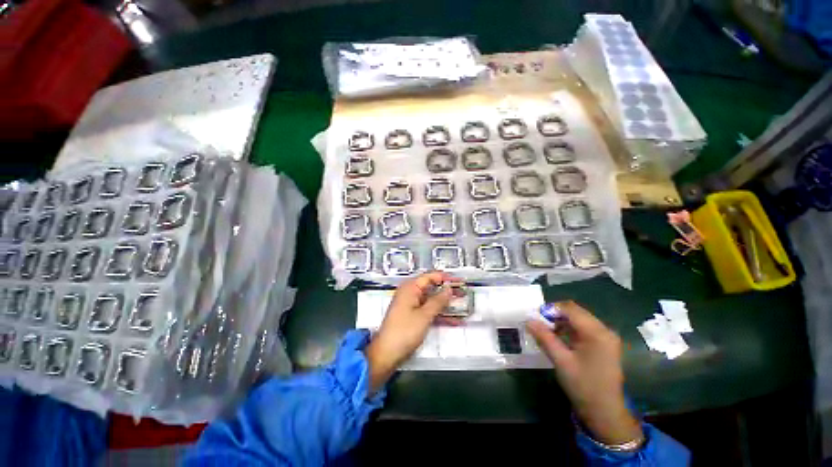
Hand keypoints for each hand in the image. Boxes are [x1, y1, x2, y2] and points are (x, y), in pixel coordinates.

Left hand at [365, 272, 457, 392]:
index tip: (459, 281)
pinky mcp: (412, 316)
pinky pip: (429, 311)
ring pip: (432, 301)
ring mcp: (411, 305)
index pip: (430, 277)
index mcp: (410, 288)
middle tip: (463, 293)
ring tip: (463, 306)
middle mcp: (410, 293)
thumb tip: (449, 289)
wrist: (387, 354)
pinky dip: (440, 315)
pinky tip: (455, 321)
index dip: (446, 278)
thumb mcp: (424, 315)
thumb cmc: (404, 331)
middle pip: (432, 288)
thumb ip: (438, 301)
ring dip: (446, 305)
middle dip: (447, 292)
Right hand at [526, 301, 642, 445]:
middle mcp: (604, 330)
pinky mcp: (603, 344)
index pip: (570, 309)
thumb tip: (528, 320)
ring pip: (578, 319)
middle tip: (538, 323)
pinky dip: (568, 329)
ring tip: (545, 331)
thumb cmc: (583, 386)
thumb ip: (544, 338)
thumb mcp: (561, 361)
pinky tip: (557, 338)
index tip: (535, 317)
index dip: (551, 309)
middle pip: (575, 312)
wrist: (605, 412)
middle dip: (554, 315)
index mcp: (597, 333)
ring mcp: (605, 337)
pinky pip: (582, 329)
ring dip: (560, 322)